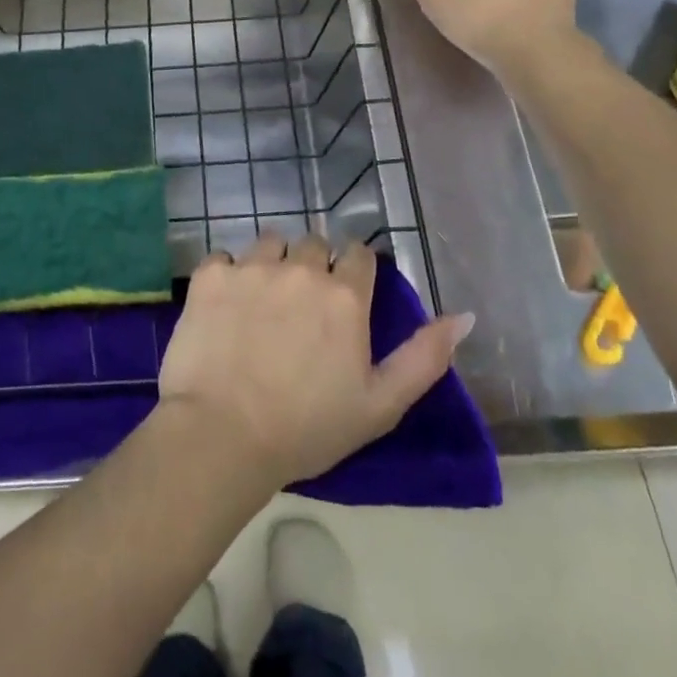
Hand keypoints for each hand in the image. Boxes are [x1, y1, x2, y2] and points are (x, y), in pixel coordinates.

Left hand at [157, 236, 474, 491]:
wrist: (223, 434)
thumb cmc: (308, 428)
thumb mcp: (381, 404)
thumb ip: (426, 356)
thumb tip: (464, 316)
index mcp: (345, 296)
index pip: (358, 254)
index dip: (354, 270)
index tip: (345, 293)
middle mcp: (300, 268)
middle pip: (313, 244)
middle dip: (312, 265)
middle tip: (301, 306)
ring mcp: (252, 267)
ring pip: (270, 242)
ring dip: (272, 262)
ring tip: (263, 300)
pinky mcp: (211, 274)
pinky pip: (224, 257)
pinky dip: (227, 275)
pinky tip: (225, 307)